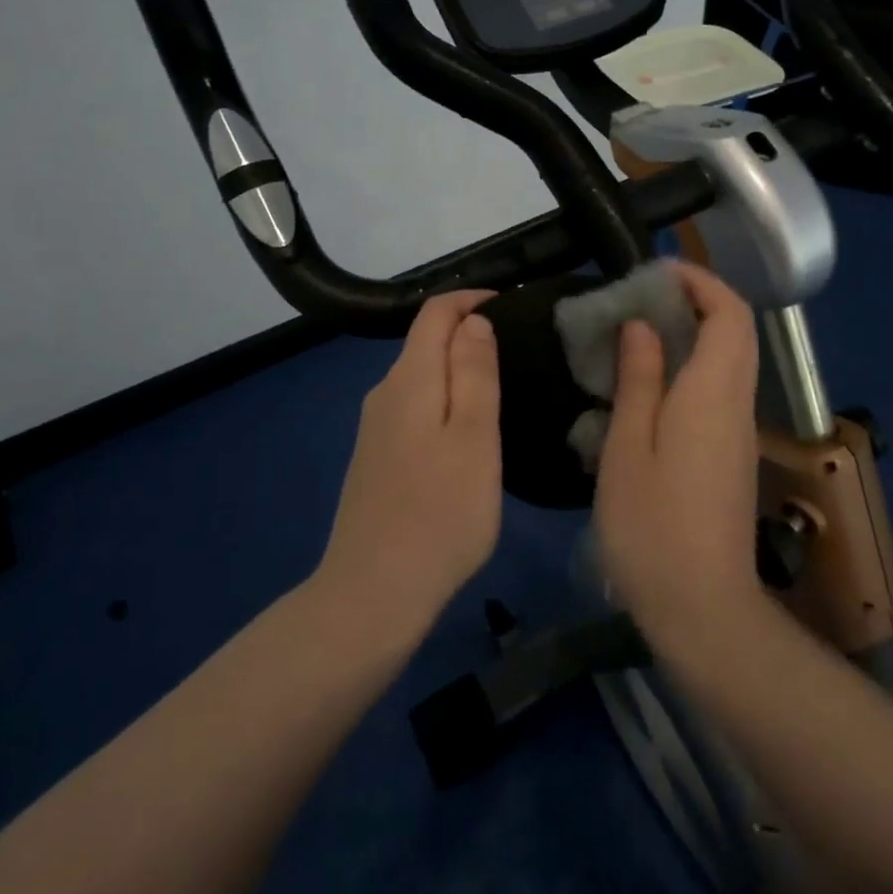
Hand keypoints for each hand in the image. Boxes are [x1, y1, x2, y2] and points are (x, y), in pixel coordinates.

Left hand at [315, 291, 502, 635]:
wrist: (372, 594)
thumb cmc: (439, 514)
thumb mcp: (475, 438)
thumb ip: (475, 373)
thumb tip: (474, 321)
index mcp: (410, 379)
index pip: (435, 312)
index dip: (472, 299)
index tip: (514, 307)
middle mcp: (385, 392)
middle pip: (425, 341)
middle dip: (469, 332)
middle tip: (521, 350)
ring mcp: (375, 427)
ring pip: (421, 376)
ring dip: (458, 368)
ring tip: (503, 386)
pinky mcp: (376, 457)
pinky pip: (414, 406)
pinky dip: (444, 399)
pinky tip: (467, 430)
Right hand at [593, 262, 767, 653]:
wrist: (702, 607)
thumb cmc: (653, 525)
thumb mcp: (628, 446)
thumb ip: (638, 379)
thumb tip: (642, 325)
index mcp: (713, 392)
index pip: (729, 314)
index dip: (700, 281)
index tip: (657, 271)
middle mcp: (737, 403)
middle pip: (736, 331)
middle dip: (697, 300)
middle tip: (641, 298)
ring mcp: (739, 432)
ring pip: (730, 360)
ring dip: (694, 332)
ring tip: (638, 332)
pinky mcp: (731, 455)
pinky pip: (720, 389)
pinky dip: (693, 366)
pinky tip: (649, 384)